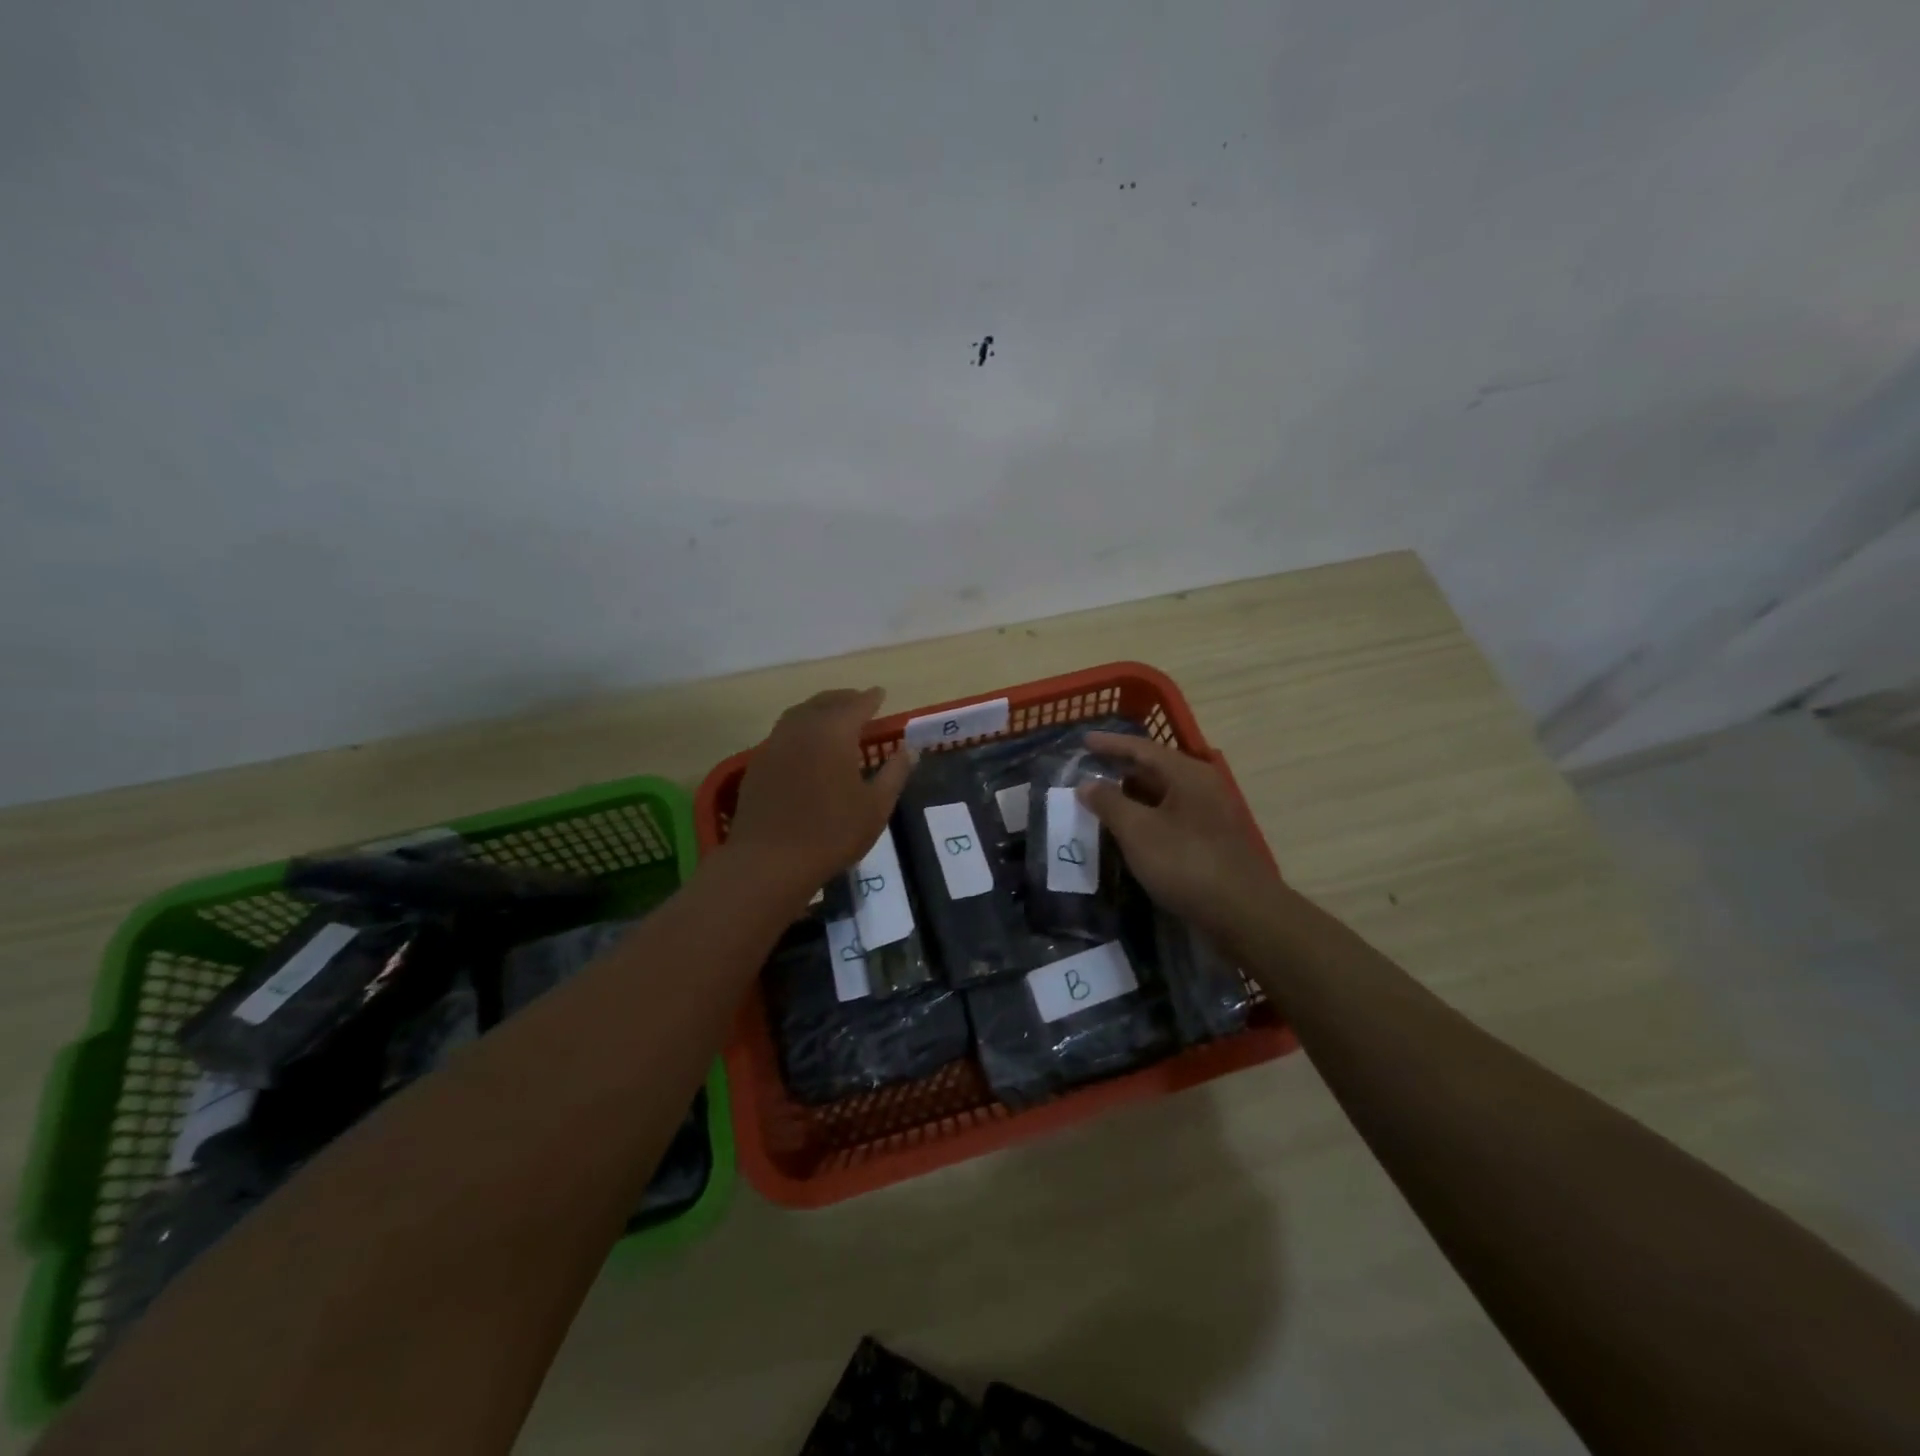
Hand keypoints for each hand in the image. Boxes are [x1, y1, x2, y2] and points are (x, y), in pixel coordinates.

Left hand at [728, 688, 911, 893]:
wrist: (769, 860)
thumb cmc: (832, 832)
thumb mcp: (876, 806)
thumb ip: (895, 773)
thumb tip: (909, 749)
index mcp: (834, 731)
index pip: (857, 704)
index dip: (871, 698)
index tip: (881, 693)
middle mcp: (802, 728)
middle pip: (825, 702)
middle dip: (844, 699)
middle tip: (858, 701)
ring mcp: (775, 744)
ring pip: (799, 714)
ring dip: (819, 709)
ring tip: (832, 718)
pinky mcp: (758, 763)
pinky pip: (783, 733)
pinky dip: (800, 728)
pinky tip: (806, 746)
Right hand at [1078, 732, 1279, 935]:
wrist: (1242, 913)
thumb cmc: (1186, 863)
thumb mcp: (1138, 831)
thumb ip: (1109, 803)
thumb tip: (1086, 784)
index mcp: (1187, 774)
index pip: (1142, 748)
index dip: (1110, 744)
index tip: (1083, 740)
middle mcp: (1201, 786)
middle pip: (1154, 769)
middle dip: (1119, 770)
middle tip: (1088, 771)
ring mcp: (1209, 814)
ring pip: (1162, 795)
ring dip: (1131, 796)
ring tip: (1100, 801)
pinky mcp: (1210, 840)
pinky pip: (1169, 816)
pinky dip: (1145, 817)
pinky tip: (1127, 831)